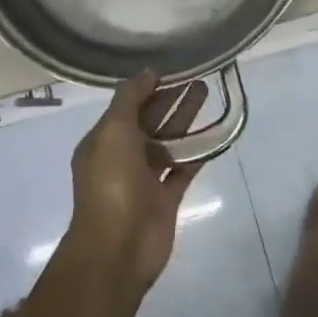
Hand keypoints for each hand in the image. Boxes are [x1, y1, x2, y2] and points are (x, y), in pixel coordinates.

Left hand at [64, 70, 209, 290]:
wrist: (118, 248)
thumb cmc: (111, 183)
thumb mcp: (113, 130)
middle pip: (150, 120)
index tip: (173, 68)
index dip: (149, 87)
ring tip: (207, 92)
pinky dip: (197, 152)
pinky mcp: (166, 198)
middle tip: (198, 76)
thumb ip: (130, 98)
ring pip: (168, 142)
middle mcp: (122, 157)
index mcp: (103, 141)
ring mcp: (145, 179)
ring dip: (186, 119)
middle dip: (171, 99)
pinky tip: (214, 132)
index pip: (128, 106)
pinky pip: (184, 168)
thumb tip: (148, 72)